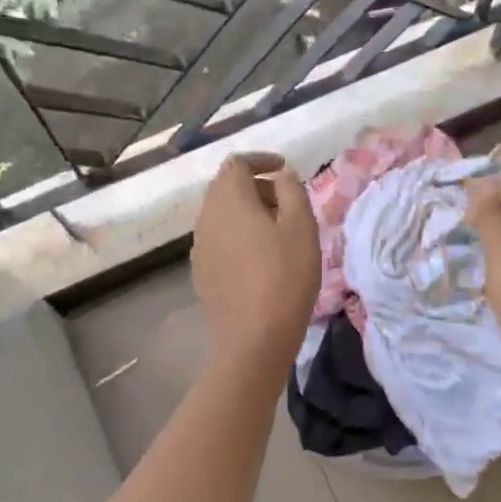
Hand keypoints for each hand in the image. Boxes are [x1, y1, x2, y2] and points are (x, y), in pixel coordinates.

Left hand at [192, 153, 320, 368]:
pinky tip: (260, 259)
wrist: (252, 341)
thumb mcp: (301, 228)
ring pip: (221, 214)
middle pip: (226, 187)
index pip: (236, 163)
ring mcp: (199, 247)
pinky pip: (219, 239)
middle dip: (256, 186)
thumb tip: (281, 175)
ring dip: (247, 212)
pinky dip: (238, 235)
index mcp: (228, 199)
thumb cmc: (284, 278)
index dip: (261, 160)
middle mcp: (206, 217)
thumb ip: (292, 190)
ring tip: (278, 232)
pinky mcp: (201, 272)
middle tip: (287, 203)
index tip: (285, 171)